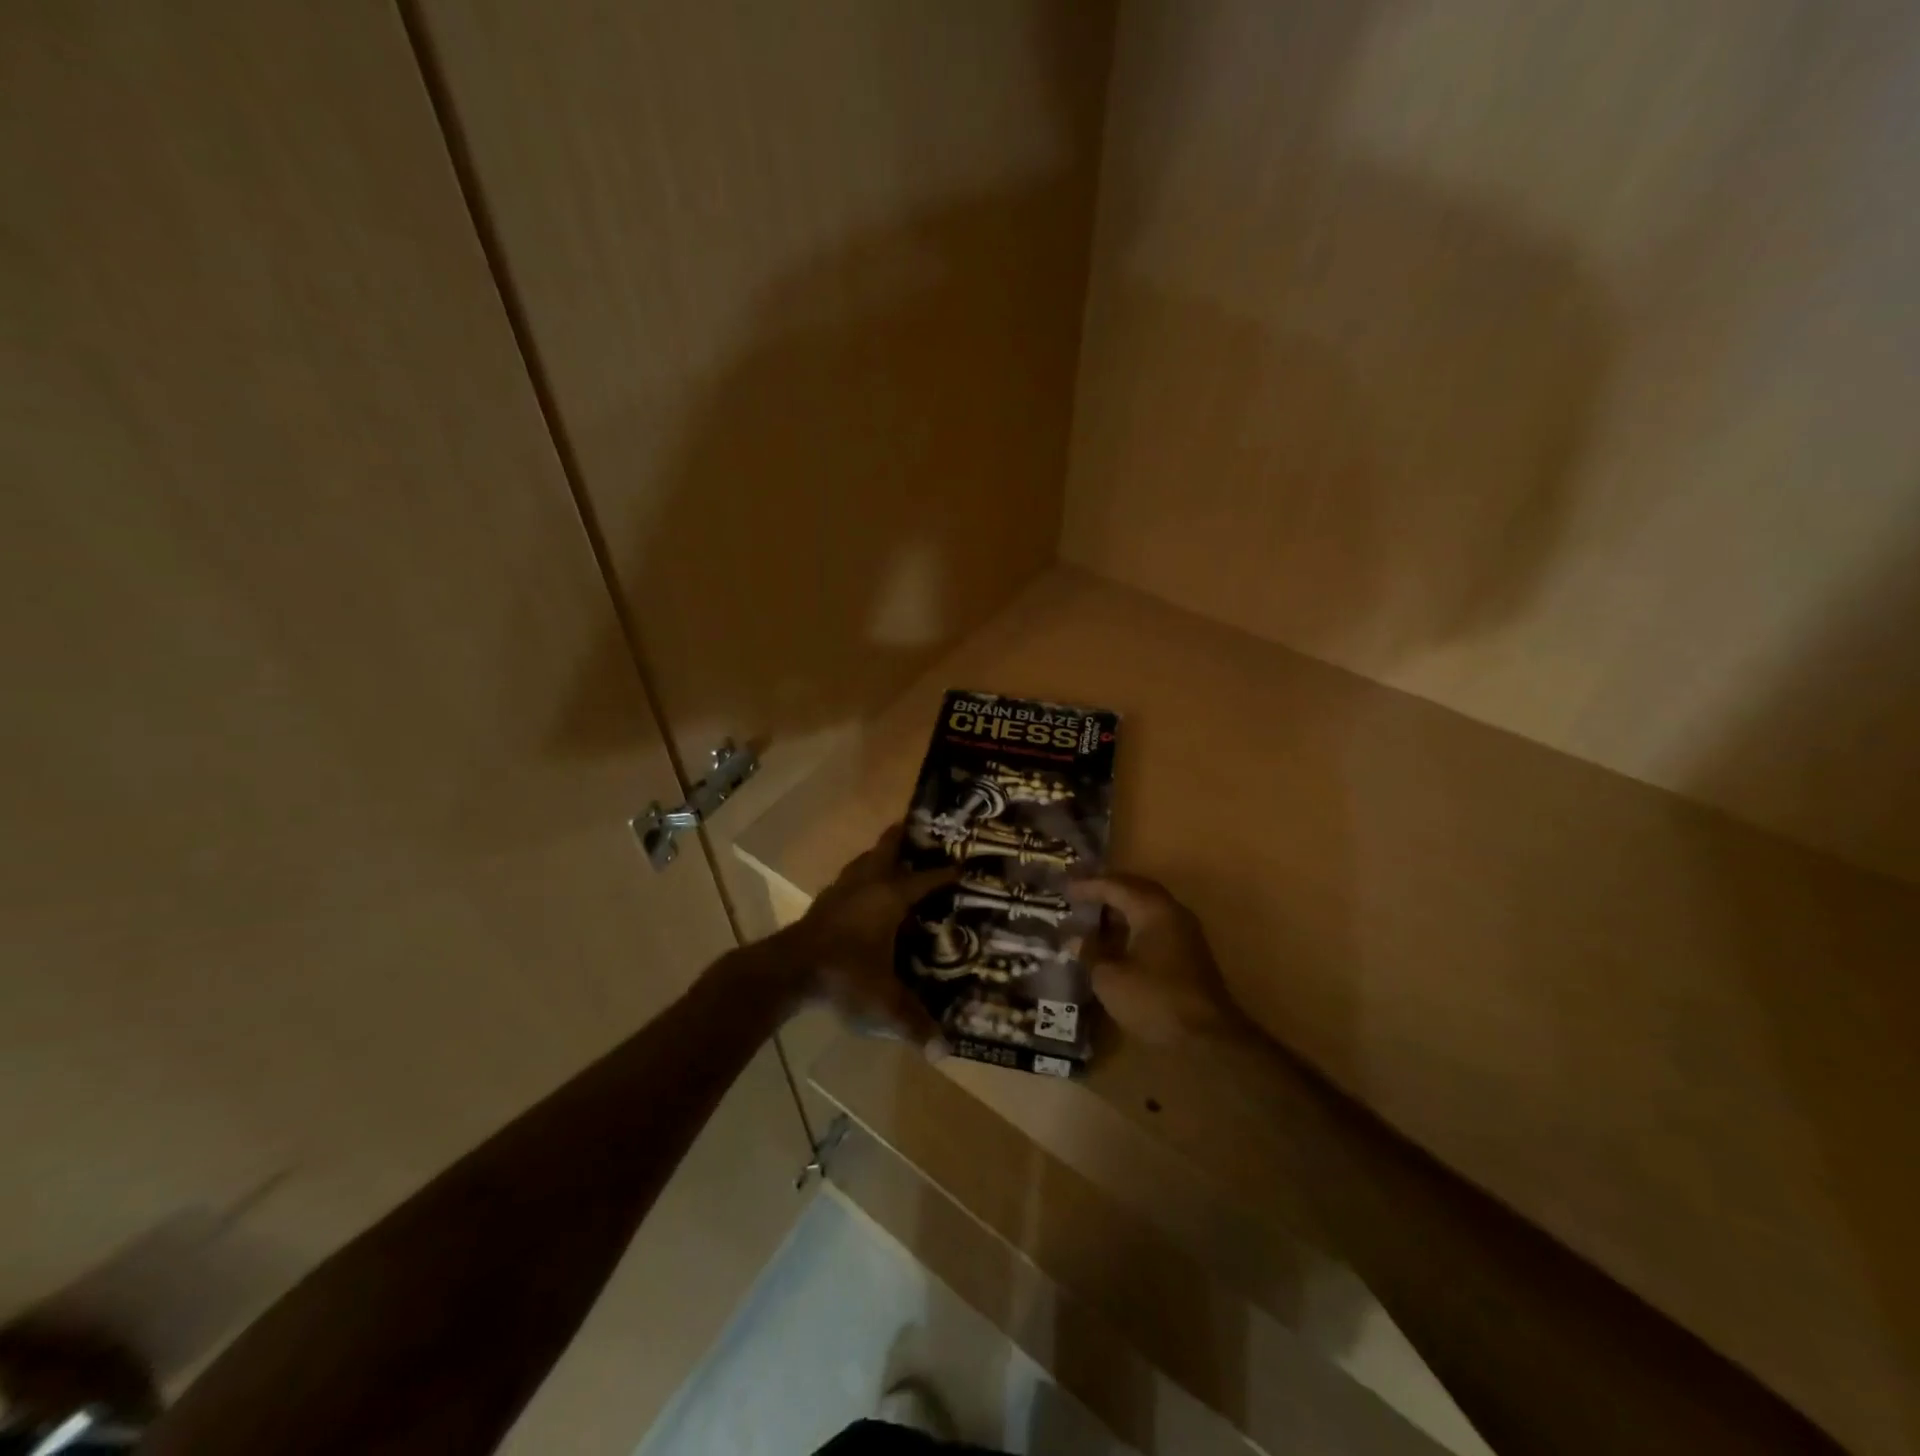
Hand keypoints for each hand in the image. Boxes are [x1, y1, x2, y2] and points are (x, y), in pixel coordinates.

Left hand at [788, 824, 959, 1054]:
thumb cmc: (843, 976)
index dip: (946, 873)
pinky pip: (850, 878)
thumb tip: (944, 1052)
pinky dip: (863, 876)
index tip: (964, 866)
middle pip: (889, 846)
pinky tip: (866, 893)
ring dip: (882, 855)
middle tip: (928, 837)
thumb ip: (914, 1024)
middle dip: (907, 837)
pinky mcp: (822, 902)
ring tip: (899, 859)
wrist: (786, 972)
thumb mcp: (883, 1003)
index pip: (925, 878)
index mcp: (889, 897)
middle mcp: (867, 883)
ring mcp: (841, 890)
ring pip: (866, 859)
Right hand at [1071, 875, 1241, 1045]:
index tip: (1064, 889)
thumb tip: (1074, 937)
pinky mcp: (1189, 952)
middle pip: (1135, 889)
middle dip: (1107, 889)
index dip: (1087, 886)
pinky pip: (1156, 923)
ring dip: (1121, 906)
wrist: (1207, 1038)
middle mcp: (1172, 911)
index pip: (1114, 885)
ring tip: (1095, 912)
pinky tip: (1118, 937)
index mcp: (1152, 909)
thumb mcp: (1110, 977)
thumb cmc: (1154, 1000)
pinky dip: (1134, 923)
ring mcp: (1185, 932)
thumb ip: (1090, 951)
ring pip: (1148, 906)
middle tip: (1080, 892)